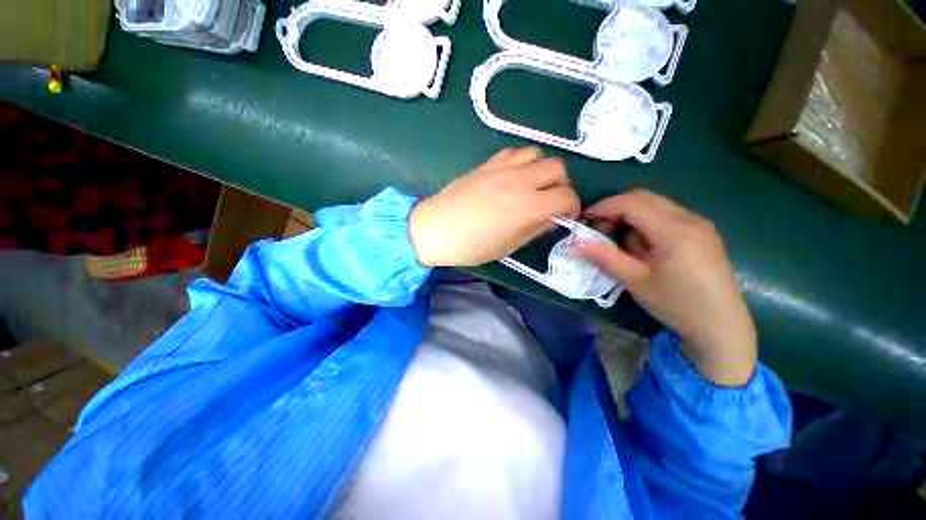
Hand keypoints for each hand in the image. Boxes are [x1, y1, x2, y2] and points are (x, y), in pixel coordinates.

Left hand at [410, 147, 579, 267]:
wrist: (435, 229)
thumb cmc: (471, 246)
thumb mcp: (509, 245)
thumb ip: (536, 228)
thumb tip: (554, 217)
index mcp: (527, 206)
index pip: (567, 197)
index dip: (572, 208)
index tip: (565, 216)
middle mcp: (519, 180)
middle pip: (558, 168)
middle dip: (561, 186)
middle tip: (550, 202)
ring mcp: (502, 167)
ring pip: (538, 154)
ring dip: (542, 170)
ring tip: (532, 187)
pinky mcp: (487, 163)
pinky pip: (515, 152)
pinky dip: (523, 162)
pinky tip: (513, 177)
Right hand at [577, 189, 755, 385]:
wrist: (721, 327)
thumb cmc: (676, 304)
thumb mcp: (635, 281)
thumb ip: (604, 257)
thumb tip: (574, 244)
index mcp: (674, 230)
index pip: (631, 203)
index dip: (603, 208)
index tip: (584, 221)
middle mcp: (690, 218)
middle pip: (643, 198)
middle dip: (615, 210)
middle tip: (599, 232)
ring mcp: (699, 224)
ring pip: (654, 206)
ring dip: (630, 218)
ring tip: (621, 245)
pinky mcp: (701, 232)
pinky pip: (666, 216)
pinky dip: (645, 224)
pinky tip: (643, 248)